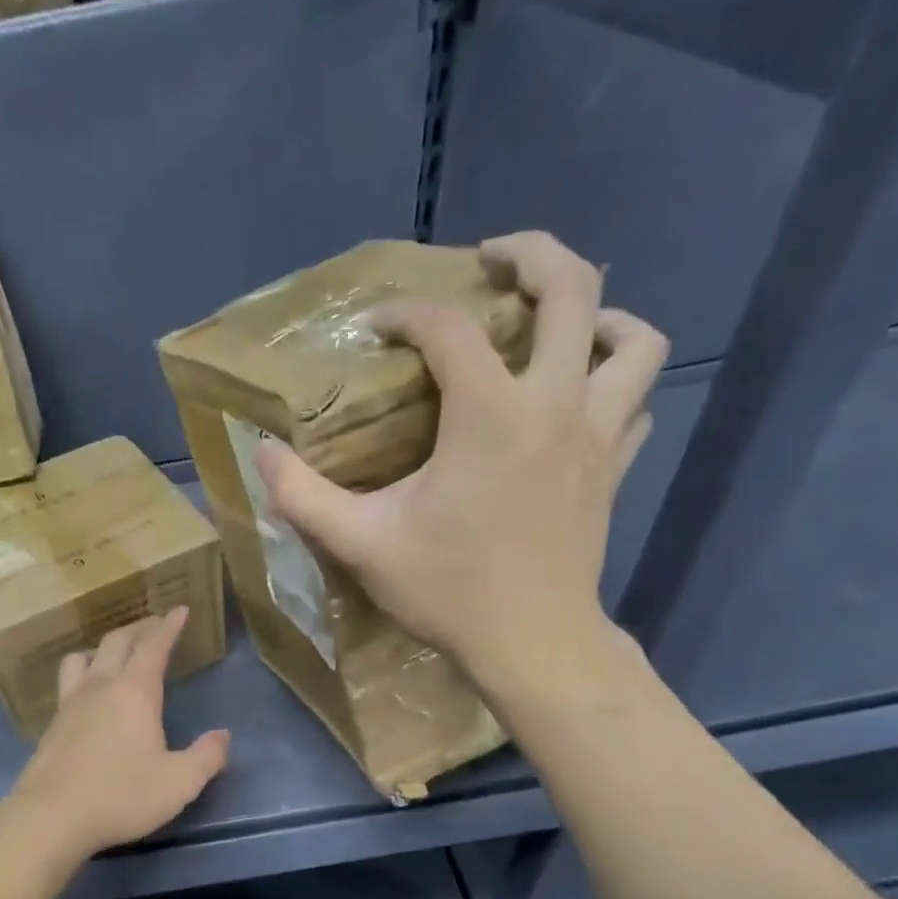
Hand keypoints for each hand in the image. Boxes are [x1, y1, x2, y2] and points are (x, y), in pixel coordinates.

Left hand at [4, 607, 229, 860]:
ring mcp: (69, 705)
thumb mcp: (179, 783)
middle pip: (116, 642)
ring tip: (112, 655)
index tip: (179, 610)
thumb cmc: (121, 796)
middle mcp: (100, 688)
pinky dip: (81, 675)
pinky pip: (67, 684)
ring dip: (101, 648)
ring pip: (82, 658)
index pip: (153, 646)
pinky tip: (86, 696)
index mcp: (134, 693)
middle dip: (139, 629)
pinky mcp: (51, 726)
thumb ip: (206, 757)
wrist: (51, 817)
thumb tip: (222, 736)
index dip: (169, 626)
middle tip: (154, 626)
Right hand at [256, 230, 668, 703]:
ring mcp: (596, 434)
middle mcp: (554, 403)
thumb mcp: (361, 545)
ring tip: (559, 323)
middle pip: (571, 288)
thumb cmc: (446, 591)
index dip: (406, 314)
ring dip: (598, 314)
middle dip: (531, 255)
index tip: (377, 328)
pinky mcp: (612, 468)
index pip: (448, 327)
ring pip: (633, 338)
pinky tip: (580, 399)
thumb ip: (304, 497)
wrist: (529, 643)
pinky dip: (614, 383)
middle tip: (493, 260)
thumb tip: (262, 454)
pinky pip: (635, 401)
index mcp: (489, 413)